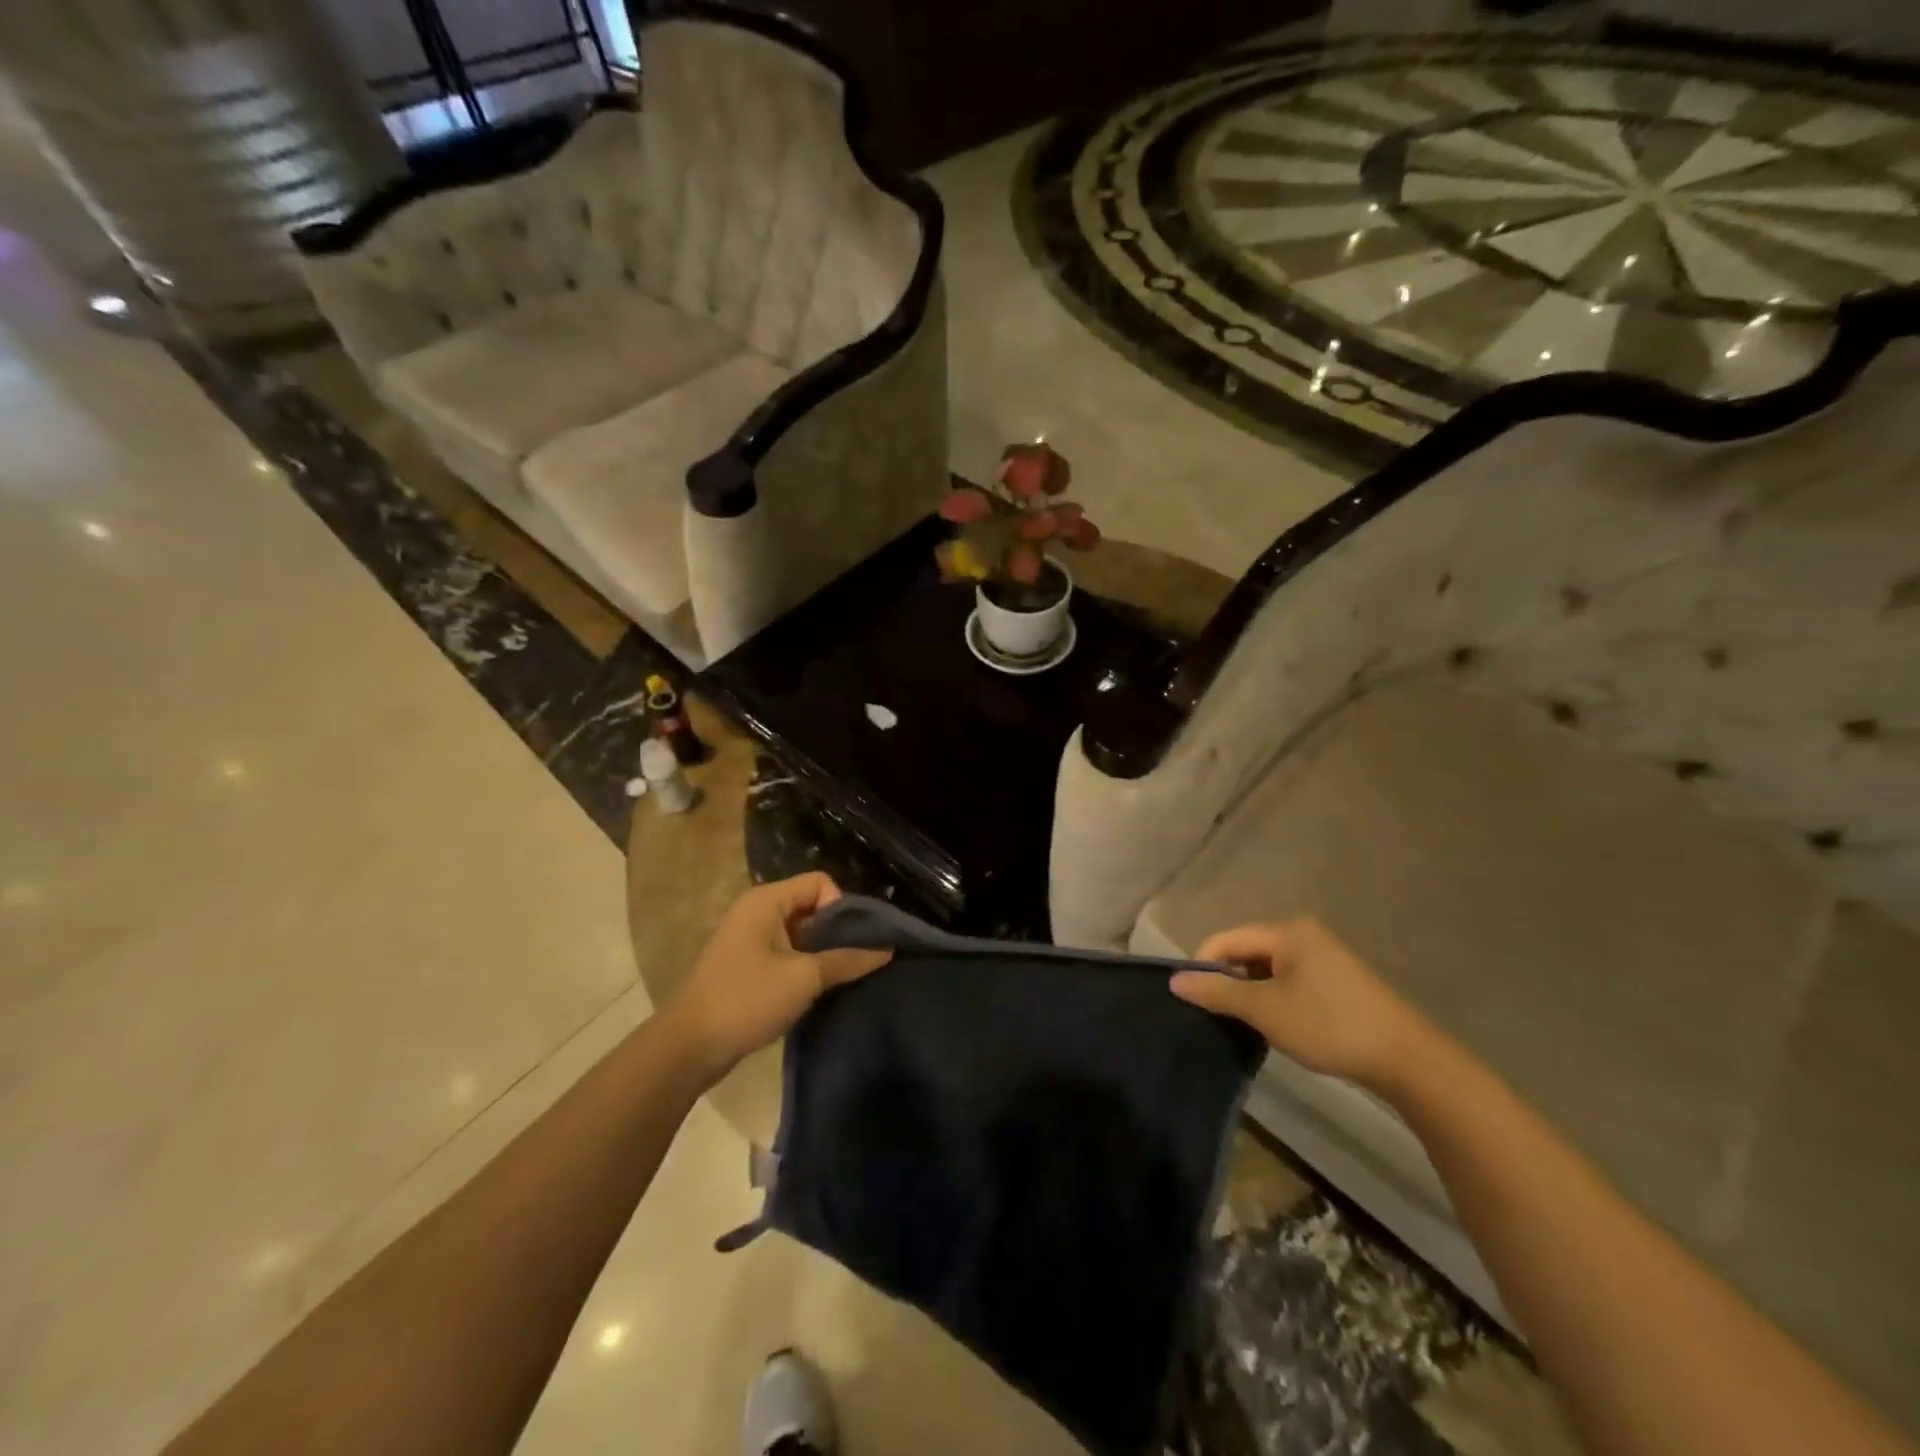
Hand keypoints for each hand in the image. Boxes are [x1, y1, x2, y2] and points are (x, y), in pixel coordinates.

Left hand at [663, 873, 891, 1086]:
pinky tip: (817, 990)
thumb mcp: (804, 978)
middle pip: (811, 905)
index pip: (820, 883)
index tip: (851, 942)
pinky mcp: (745, 964)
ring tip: (840, 978)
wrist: (688, 1047)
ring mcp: (748, 938)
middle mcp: (756, 910)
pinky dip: (804, 965)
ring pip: (800, 932)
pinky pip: (785, 952)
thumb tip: (887, 948)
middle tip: (856, 961)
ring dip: (822, 951)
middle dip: (836, 931)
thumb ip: (848, 960)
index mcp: (766, 900)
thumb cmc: (747, 1000)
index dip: (842, 907)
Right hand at [1169, 918, 1431, 1087]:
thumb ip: (1217, 992)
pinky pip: (1288, 982)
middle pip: (1246, 951)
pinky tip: (1273, 1026)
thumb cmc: (1329, 1025)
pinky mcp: (1336, 983)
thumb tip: (1174, 980)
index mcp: (1286, 931)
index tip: (1191, 1000)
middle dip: (1227, 981)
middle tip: (1215, 1016)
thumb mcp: (1265, 1009)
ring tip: (1241, 1024)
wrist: (1407, 1060)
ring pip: (1267, 970)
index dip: (1203, 966)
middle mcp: (1303, 935)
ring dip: (1250, 994)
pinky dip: (1273, 1000)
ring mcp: (1323, 958)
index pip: (1226, 939)